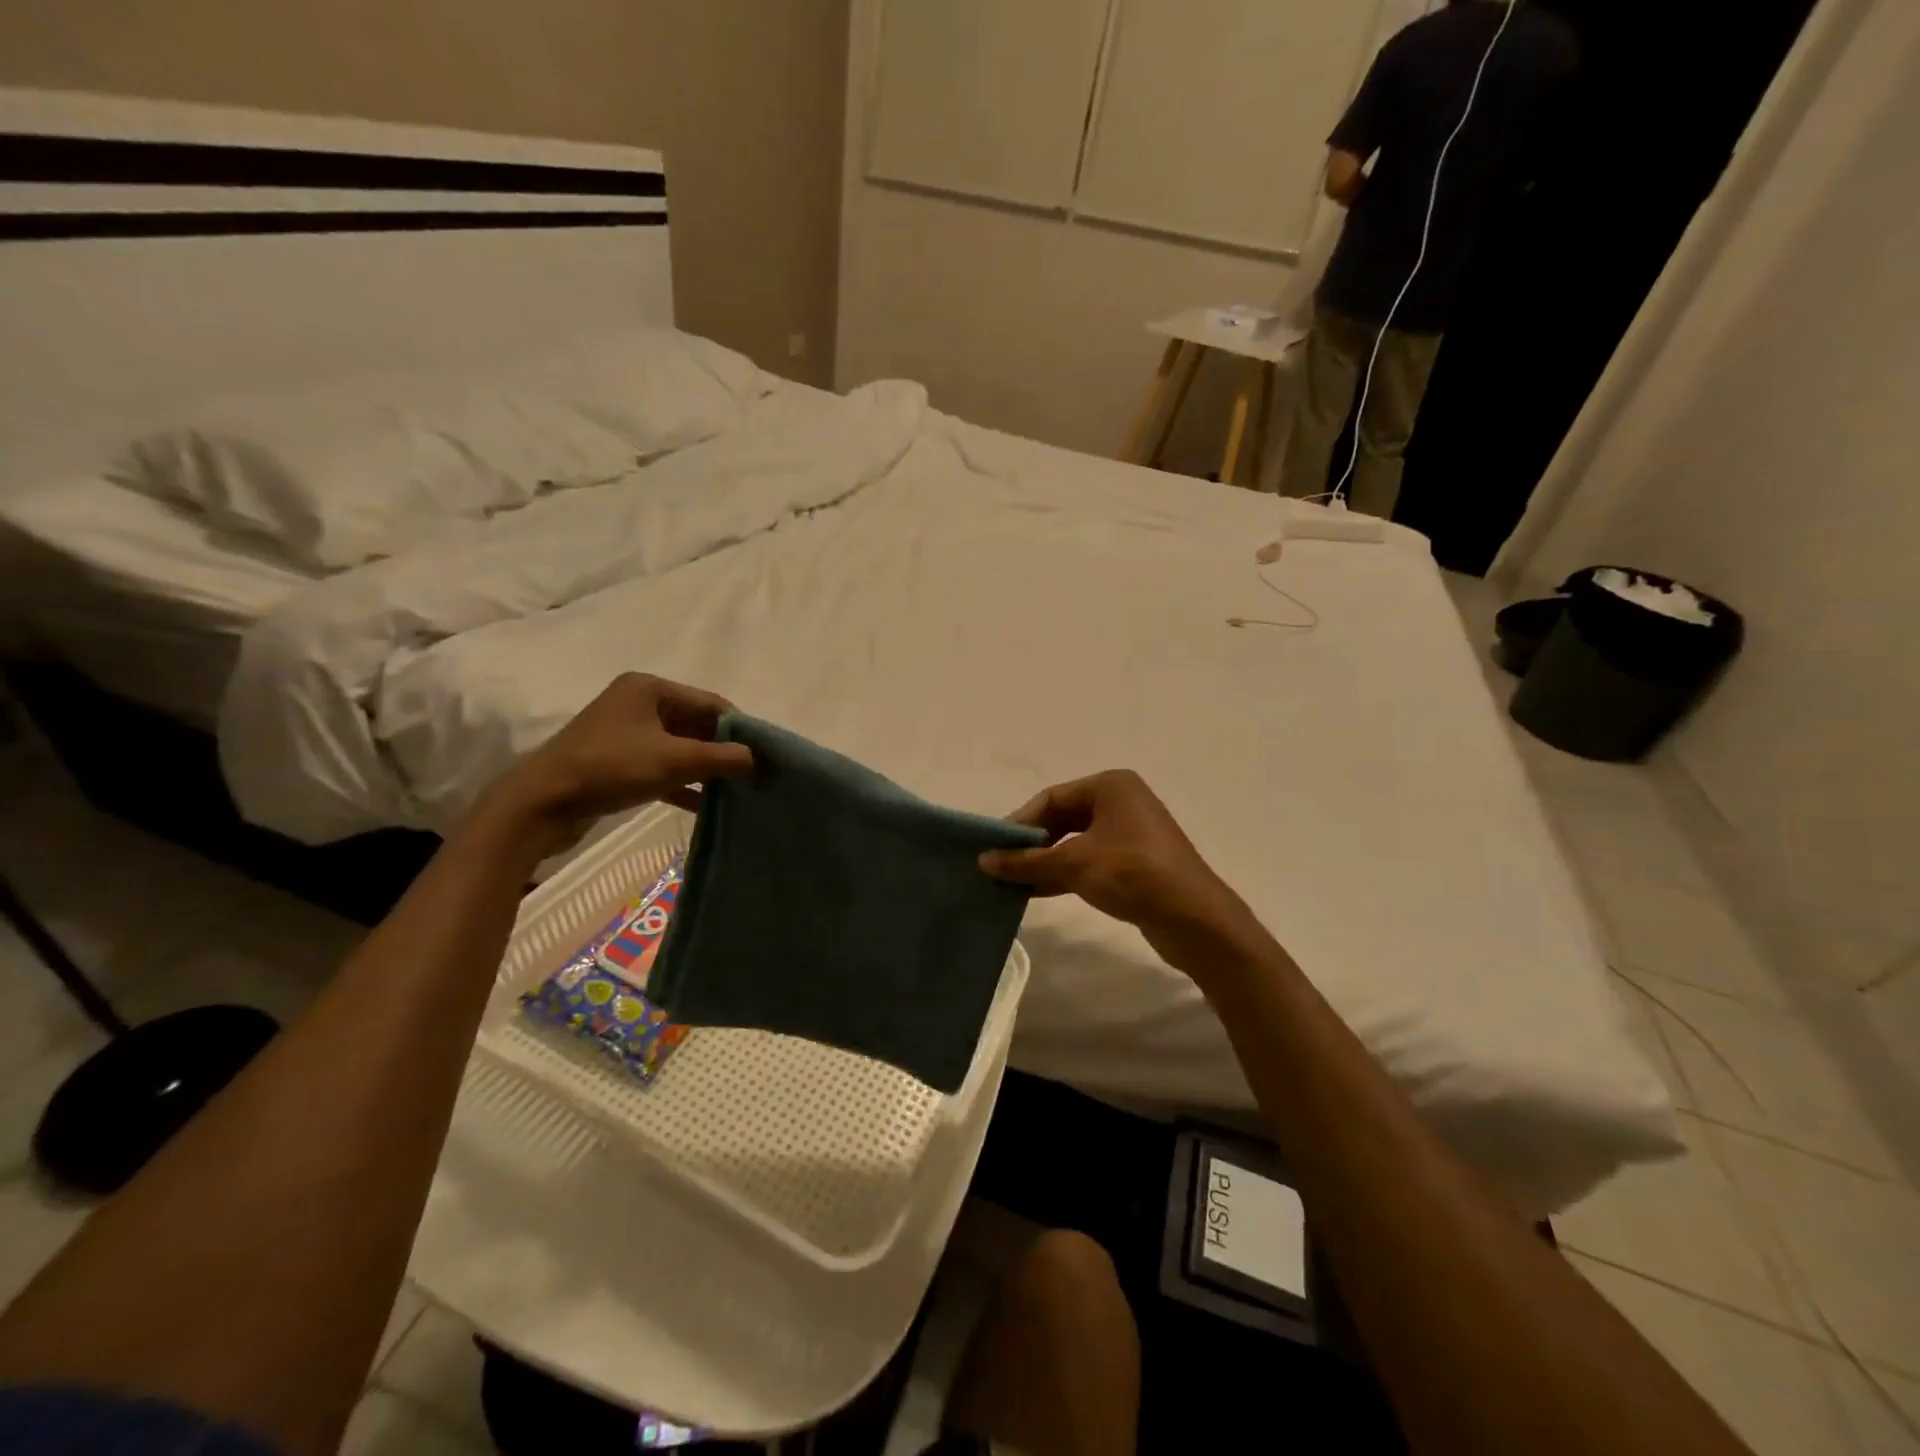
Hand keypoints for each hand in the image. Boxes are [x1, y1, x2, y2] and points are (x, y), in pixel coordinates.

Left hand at [482, 673, 753, 850]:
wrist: (542, 803)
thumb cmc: (611, 767)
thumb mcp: (674, 760)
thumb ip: (723, 758)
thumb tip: (761, 759)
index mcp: (650, 688)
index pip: (710, 702)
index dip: (740, 727)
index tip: (764, 753)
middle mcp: (638, 704)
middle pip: (696, 724)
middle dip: (724, 749)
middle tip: (754, 773)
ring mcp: (626, 733)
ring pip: (679, 747)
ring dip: (705, 768)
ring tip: (736, 789)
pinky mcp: (617, 762)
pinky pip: (661, 767)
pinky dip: (683, 782)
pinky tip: (704, 804)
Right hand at [979, 770, 1261, 974]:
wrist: (1194, 920)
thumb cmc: (1133, 874)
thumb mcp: (1075, 864)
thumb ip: (1028, 861)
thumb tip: (983, 861)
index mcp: (1110, 786)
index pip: (1051, 797)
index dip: (1020, 822)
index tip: (993, 848)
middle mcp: (1120, 802)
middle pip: (1062, 819)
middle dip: (1031, 844)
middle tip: (999, 866)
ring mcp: (1128, 834)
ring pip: (1073, 843)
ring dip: (1043, 862)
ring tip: (1010, 882)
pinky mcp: (1132, 864)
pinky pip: (1087, 862)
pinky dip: (1062, 874)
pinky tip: (1035, 892)